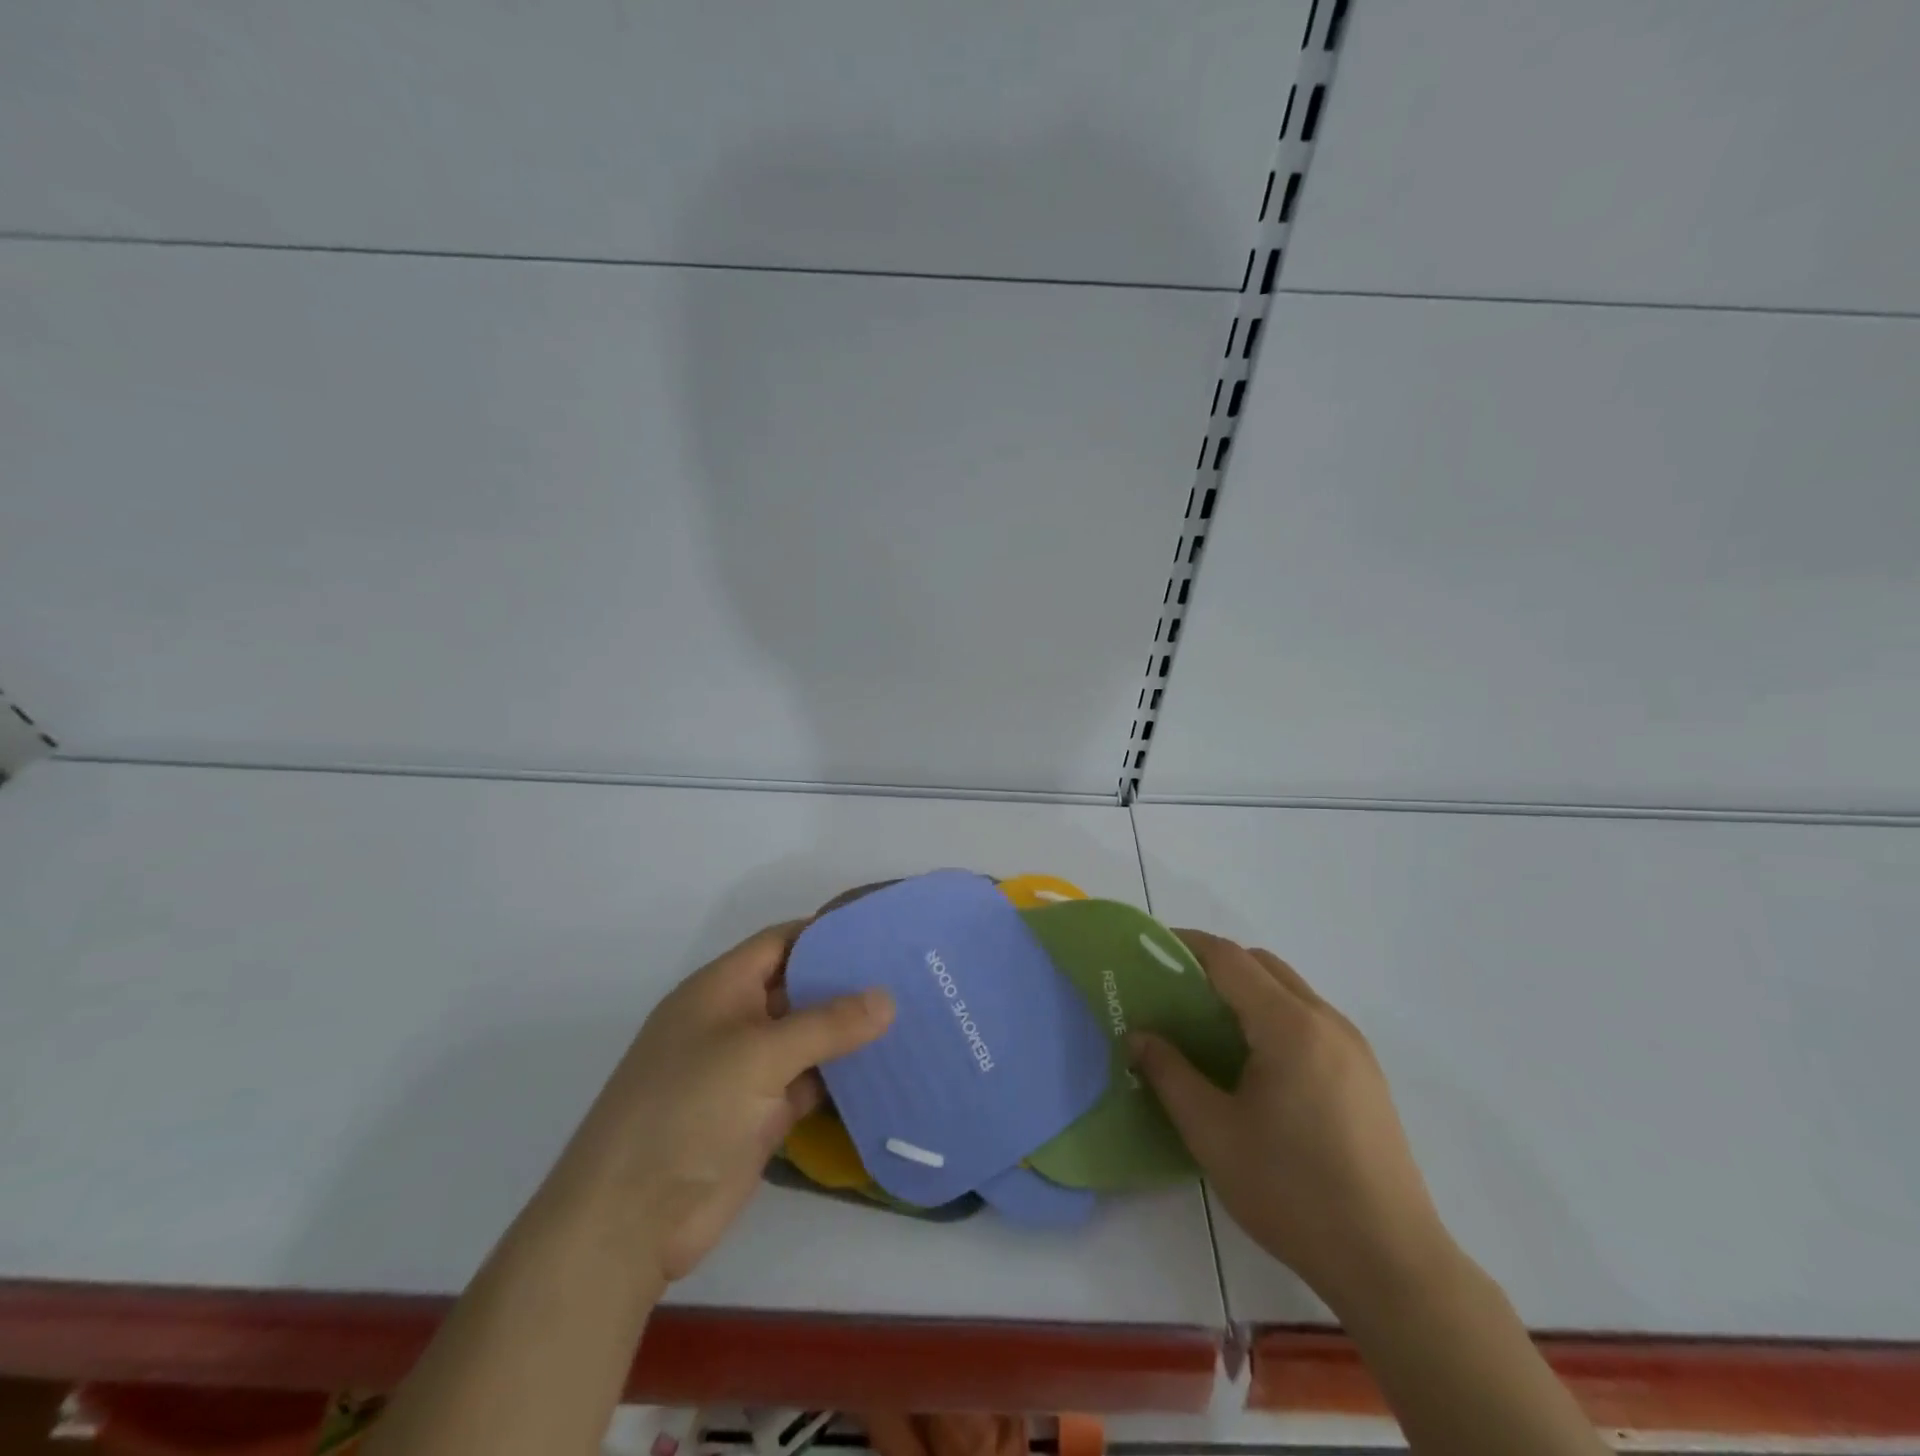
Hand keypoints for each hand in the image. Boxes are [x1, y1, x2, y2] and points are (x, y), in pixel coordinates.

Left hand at [550, 922, 894, 1287]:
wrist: (629, 1221)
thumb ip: (827, 1024)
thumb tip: (888, 997)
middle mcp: (734, 1021)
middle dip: (846, 981)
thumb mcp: (759, 1055)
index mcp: (721, 989)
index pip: (780, 942)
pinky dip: (841, 1076)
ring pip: (807, 1038)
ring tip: (910, 1014)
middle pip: (797, 987)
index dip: (826, 933)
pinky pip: (809, 1082)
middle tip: (908, 973)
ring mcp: (747, 1070)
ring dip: (848, 1031)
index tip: (880, 932)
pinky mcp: (760, 1115)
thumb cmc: (688, 1111)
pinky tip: (885, 1068)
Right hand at [1129, 931, 1451, 1313]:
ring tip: (1207, 1027)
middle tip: (1173, 993)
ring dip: (1247, 990)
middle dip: (1215, 965)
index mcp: (1289, 1026)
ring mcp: (1353, 1048)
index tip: (1149, 952)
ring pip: (1290, 991)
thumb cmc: (1292, 1191)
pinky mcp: (1366, 1076)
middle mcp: (1326, 1022)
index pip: (1230, 959)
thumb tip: (1138, 1036)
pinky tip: (1253, 1063)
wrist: (1391, 1264)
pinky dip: (1273, 1016)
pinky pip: (1310, 1020)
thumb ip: (1169, 1074)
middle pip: (1263, 965)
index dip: (1187, 946)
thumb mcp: (1212, 1133)